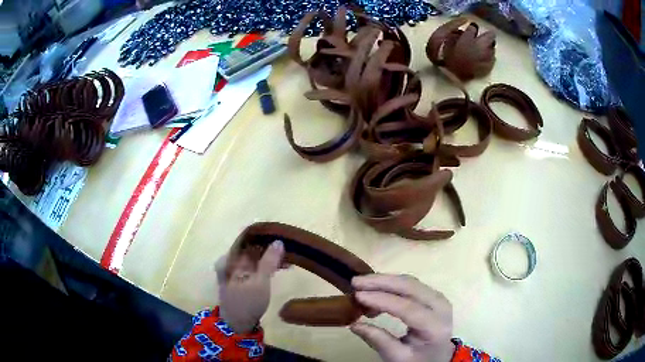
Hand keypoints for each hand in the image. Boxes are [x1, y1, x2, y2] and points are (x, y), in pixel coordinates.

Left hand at [215, 240, 284, 333]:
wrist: (237, 325)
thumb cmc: (247, 302)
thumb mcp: (260, 282)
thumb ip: (269, 261)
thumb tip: (278, 241)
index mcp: (229, 259)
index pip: (247, 240)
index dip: (264, 237)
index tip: (282, 236)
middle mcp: (230, 262)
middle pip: (251, 249)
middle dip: (270, 249)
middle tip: (289, 251)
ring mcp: (235, 271)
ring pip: (255, 259)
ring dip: (270, 259)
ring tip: (288, 261)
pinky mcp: (242, 280)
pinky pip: (255, 268)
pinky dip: (266, 267)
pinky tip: (279, 269)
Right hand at [350, 274, 455, 361]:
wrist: (438, 356)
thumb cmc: (418, 359)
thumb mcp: (397, 357)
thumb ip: (378, 340)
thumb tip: (353, 324)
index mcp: (434, 326)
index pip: (408, 308)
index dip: (381, 299)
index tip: (357, 295)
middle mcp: (440, 306)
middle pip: (411, 287)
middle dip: (381, 282)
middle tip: (356, 282)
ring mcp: (438, 298)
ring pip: (410, 281)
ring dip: (384, 280)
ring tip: (361, 285)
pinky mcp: (432, 294)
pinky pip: (411, 284)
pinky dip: (391, 284)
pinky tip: (375, 289)